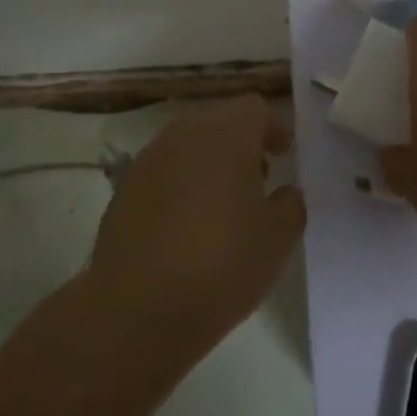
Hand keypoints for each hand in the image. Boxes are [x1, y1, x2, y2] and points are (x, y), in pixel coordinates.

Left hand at [86, 95, 305, 360]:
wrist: (137, 307)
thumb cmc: (221, 265)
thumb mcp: (277, 239)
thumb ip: (291, 205)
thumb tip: (285, 192)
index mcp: (226, 135)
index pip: (254, 108)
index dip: (273, 126)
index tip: (284, 153)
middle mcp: (184, 134)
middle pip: (219, 121)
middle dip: (241, 142)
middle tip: (258, 178)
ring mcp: (149, 158)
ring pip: (188, 144)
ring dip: (209, 162)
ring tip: (223, 204)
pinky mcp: (125, 187)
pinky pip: (163, 170)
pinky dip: (181, 183)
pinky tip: (186, 224)